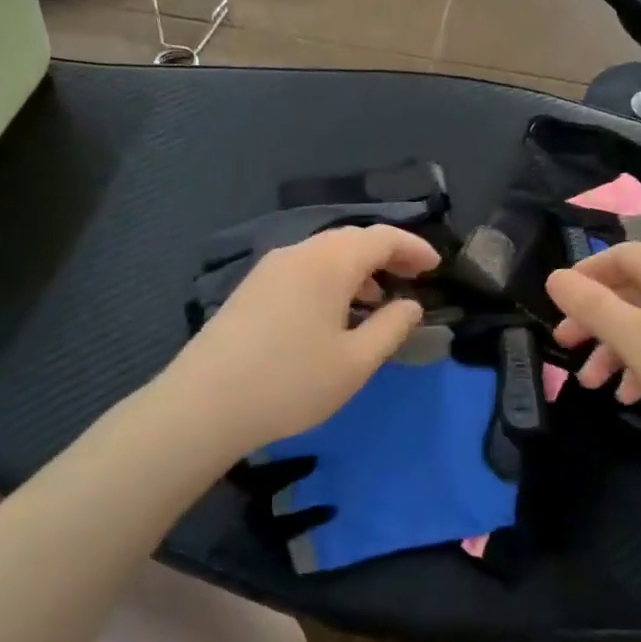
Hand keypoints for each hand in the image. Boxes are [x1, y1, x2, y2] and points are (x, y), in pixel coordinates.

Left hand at [159, 224, 439, 456]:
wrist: (203, 404)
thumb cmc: (291, 382)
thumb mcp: (355, 362)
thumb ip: (391, 327)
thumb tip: (410, 305)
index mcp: (329, 262)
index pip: (382, 237)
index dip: (414, 248)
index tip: (437, 267)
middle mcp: (299, 252)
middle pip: (352, 239)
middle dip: (388, 254)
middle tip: (414, 278)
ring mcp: (270, 268)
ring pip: (326, 253)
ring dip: (359, 268)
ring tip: (378, 299)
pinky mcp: (251, 288)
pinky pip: (304, 268)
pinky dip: (331, 278)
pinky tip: (334, 312)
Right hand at [546, 242, 640, 474]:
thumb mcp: (635, 338)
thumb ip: (591, 305)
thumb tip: (555, 276)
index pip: (621, 255)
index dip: (585, 275)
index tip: (557, 304)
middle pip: (632, 291)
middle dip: (595, 319)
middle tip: (565, 346)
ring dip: (615, 349)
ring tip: (592, 384)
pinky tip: (631, 396)